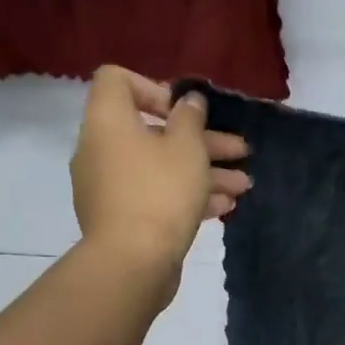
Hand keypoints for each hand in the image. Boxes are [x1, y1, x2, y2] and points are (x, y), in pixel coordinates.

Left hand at [70, 66, 251, 292]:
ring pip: (160, 168)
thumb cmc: (160, 193)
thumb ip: (190, 118)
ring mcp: (110, 187)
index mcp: (108, 121)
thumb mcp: (186, 148)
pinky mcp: (122, 219)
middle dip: (201, 140)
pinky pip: (155, 196)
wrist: (132, 264)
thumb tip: (188, 101)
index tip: (184, 111)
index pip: (118, 81)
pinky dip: (187, 196)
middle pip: (152, 131)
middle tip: (239, 149)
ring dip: (203, 172)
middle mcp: (101, 149)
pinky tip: (224, 207)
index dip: (155, 88)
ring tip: (243, 185)